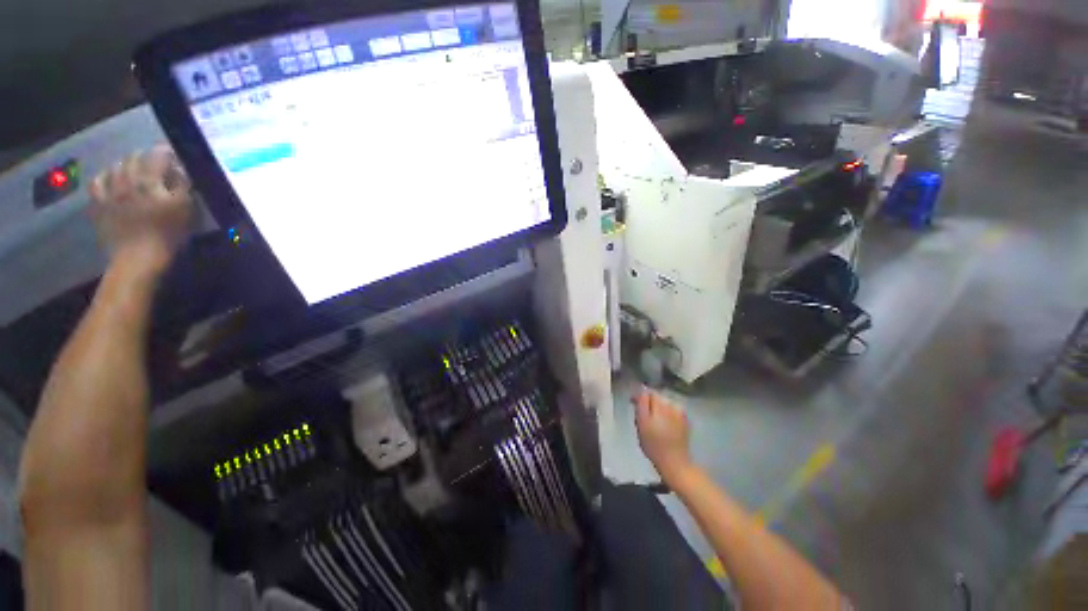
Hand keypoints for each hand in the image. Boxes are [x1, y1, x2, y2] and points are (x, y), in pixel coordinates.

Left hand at [89, 145, 192, 274]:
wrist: (138, 258)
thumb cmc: (168, 234)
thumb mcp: (185, 210)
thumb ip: (182, 186)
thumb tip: (180, 170)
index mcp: (150, 180)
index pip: (158, 156)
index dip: (167, 153)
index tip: (174, 155)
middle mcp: (127, 180)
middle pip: (134, 159)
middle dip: (145, 157)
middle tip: (154, 162)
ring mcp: (109, 192)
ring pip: (114, 167)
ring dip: (124, 165)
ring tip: (132, 169)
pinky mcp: (99, 205)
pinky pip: (97, 184)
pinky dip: (103, 178)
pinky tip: (108, 180)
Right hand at [634, 390, 692, 482]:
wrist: (675, 462)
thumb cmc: (654, 445)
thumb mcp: (641, 424)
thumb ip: (641, 405)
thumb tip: (640, 391)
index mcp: (659, 405)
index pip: (647, 392)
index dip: (639, 397)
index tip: (632, 404)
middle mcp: (671, 405)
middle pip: (656, 396)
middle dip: (648, 402)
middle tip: (642, 416)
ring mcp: (680, 412)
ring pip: (664, 402)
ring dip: (658, 407)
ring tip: (653, 421)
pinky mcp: (685, 420)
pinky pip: (673, 410)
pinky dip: (667, 413)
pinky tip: (664, 424)